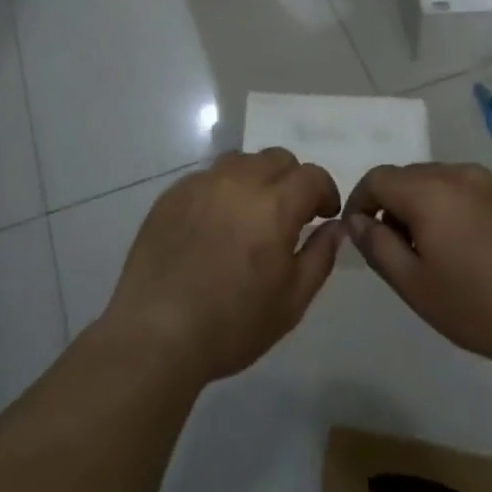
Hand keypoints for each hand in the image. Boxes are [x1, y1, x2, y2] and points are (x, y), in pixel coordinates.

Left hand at [101, 150, 344, 385]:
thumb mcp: (291, 302)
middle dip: (292, 180)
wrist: (156, 333)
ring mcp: (201, 184)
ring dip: (256, 179)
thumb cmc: (232, 325)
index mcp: (274, 206)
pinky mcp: (172, 194)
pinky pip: (207, 177)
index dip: (325, 192)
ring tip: (250, 215)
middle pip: (276, 158)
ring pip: (240, 161)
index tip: (323, 214)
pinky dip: (222, 190)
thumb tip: (334, 226)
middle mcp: (238, 182)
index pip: (312, 176)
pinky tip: (214, 225)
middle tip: (289, 215)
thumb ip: (320, 257)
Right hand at [345, 163, 491, 369]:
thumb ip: (377, 247)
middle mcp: (459, 174)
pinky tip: (476, 250)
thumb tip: (355, 220)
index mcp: (428, 191)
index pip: (377, 178)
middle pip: (410, 176)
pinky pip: (474, 192)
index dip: (359, 201)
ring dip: (427, 206)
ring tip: (437, 251)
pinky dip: (460, 210)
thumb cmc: (482, 305)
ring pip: (443, 182)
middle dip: (394, 205)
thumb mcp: (416, 287)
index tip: (358, 233)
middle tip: (398, 249)